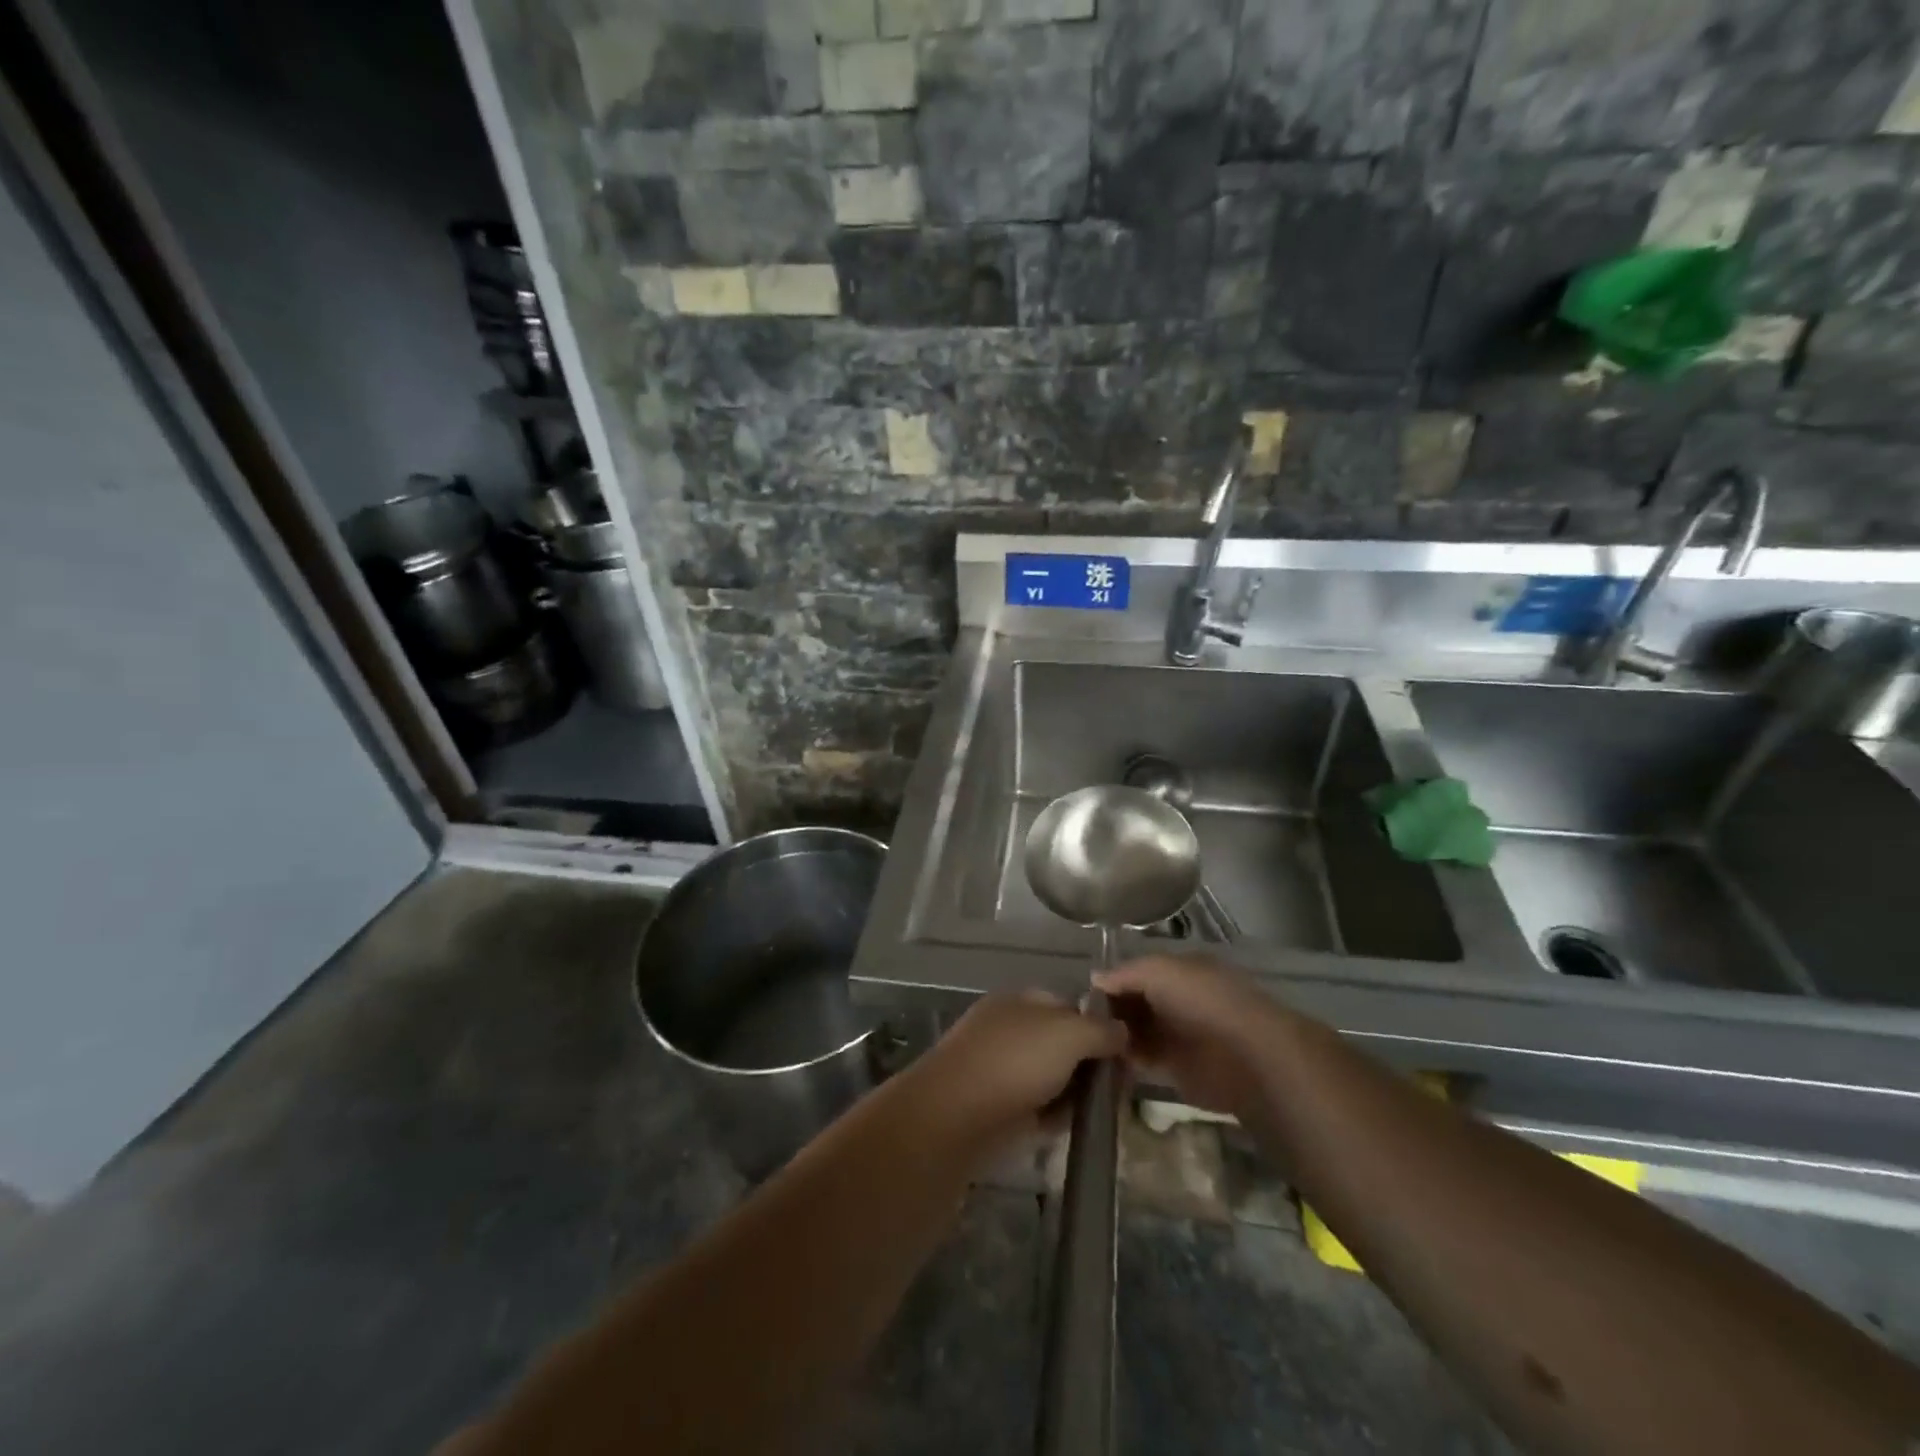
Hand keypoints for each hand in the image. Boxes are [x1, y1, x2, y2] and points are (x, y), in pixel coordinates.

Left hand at [905, 992, 1126, 1152]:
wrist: (957, 1115)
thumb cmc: (1016, 1061)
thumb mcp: (1069, 1033)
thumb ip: (1101, 1029)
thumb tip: (1122, 1031)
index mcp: (1022, 1002)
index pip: (1070, 1005)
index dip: (1100, 1025)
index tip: (1128, 1051)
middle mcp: (1012, 1031)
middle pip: (1063, 1043)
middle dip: (1092, 1062)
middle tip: (1122, 1086)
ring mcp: (1004, 1071)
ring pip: (1054, 1077)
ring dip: (1079, 1092)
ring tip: (1108, 1110)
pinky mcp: (1001, 1110)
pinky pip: (1041, 1108)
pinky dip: (1060, 1117)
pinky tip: (1083, 1128)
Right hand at [1094, 956, 1287, 1115]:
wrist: (1246, 1058)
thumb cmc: (1203, 1002)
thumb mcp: (1160, 971)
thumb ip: (1125, 973)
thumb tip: (1095, 978)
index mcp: (1180, 971)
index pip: (1137, 972)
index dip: (1112, 980)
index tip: (1083, 993)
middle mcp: (1178, 1000)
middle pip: (1135, 1002)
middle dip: (1109, 1008)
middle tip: (1079, 1019)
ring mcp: (1178, 1035)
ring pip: (1136, 1030)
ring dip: (1114, 1034)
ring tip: (1085, 1040)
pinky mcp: (1178, 1069)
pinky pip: (1143, 1059)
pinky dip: (1124, 1059)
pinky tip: (1101, 1058)